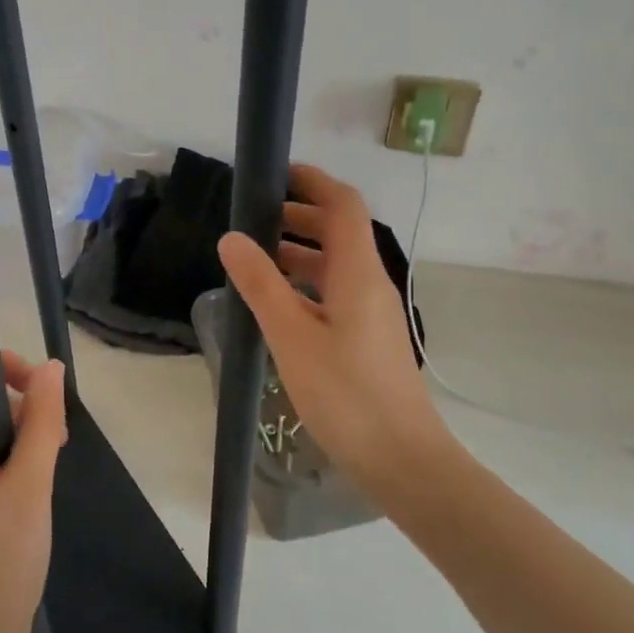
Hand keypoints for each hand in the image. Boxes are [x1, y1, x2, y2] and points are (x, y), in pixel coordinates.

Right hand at [217, 164, 450, 493]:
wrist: (402, 458)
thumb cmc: (346, 394)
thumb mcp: (292, 337)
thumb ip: (261, 284)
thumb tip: (231, 238)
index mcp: (358, 273)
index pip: (343, 205)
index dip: (314, 182)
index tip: (276, 174)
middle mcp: (371, 284)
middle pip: (340, 232)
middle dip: (300, 216)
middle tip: (254, 218)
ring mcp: (373, 313)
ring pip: (337, 265)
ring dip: (301, 252)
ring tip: (257, 258)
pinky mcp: (368, 338)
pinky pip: (336, 293)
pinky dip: (307, 284)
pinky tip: (278, 304)